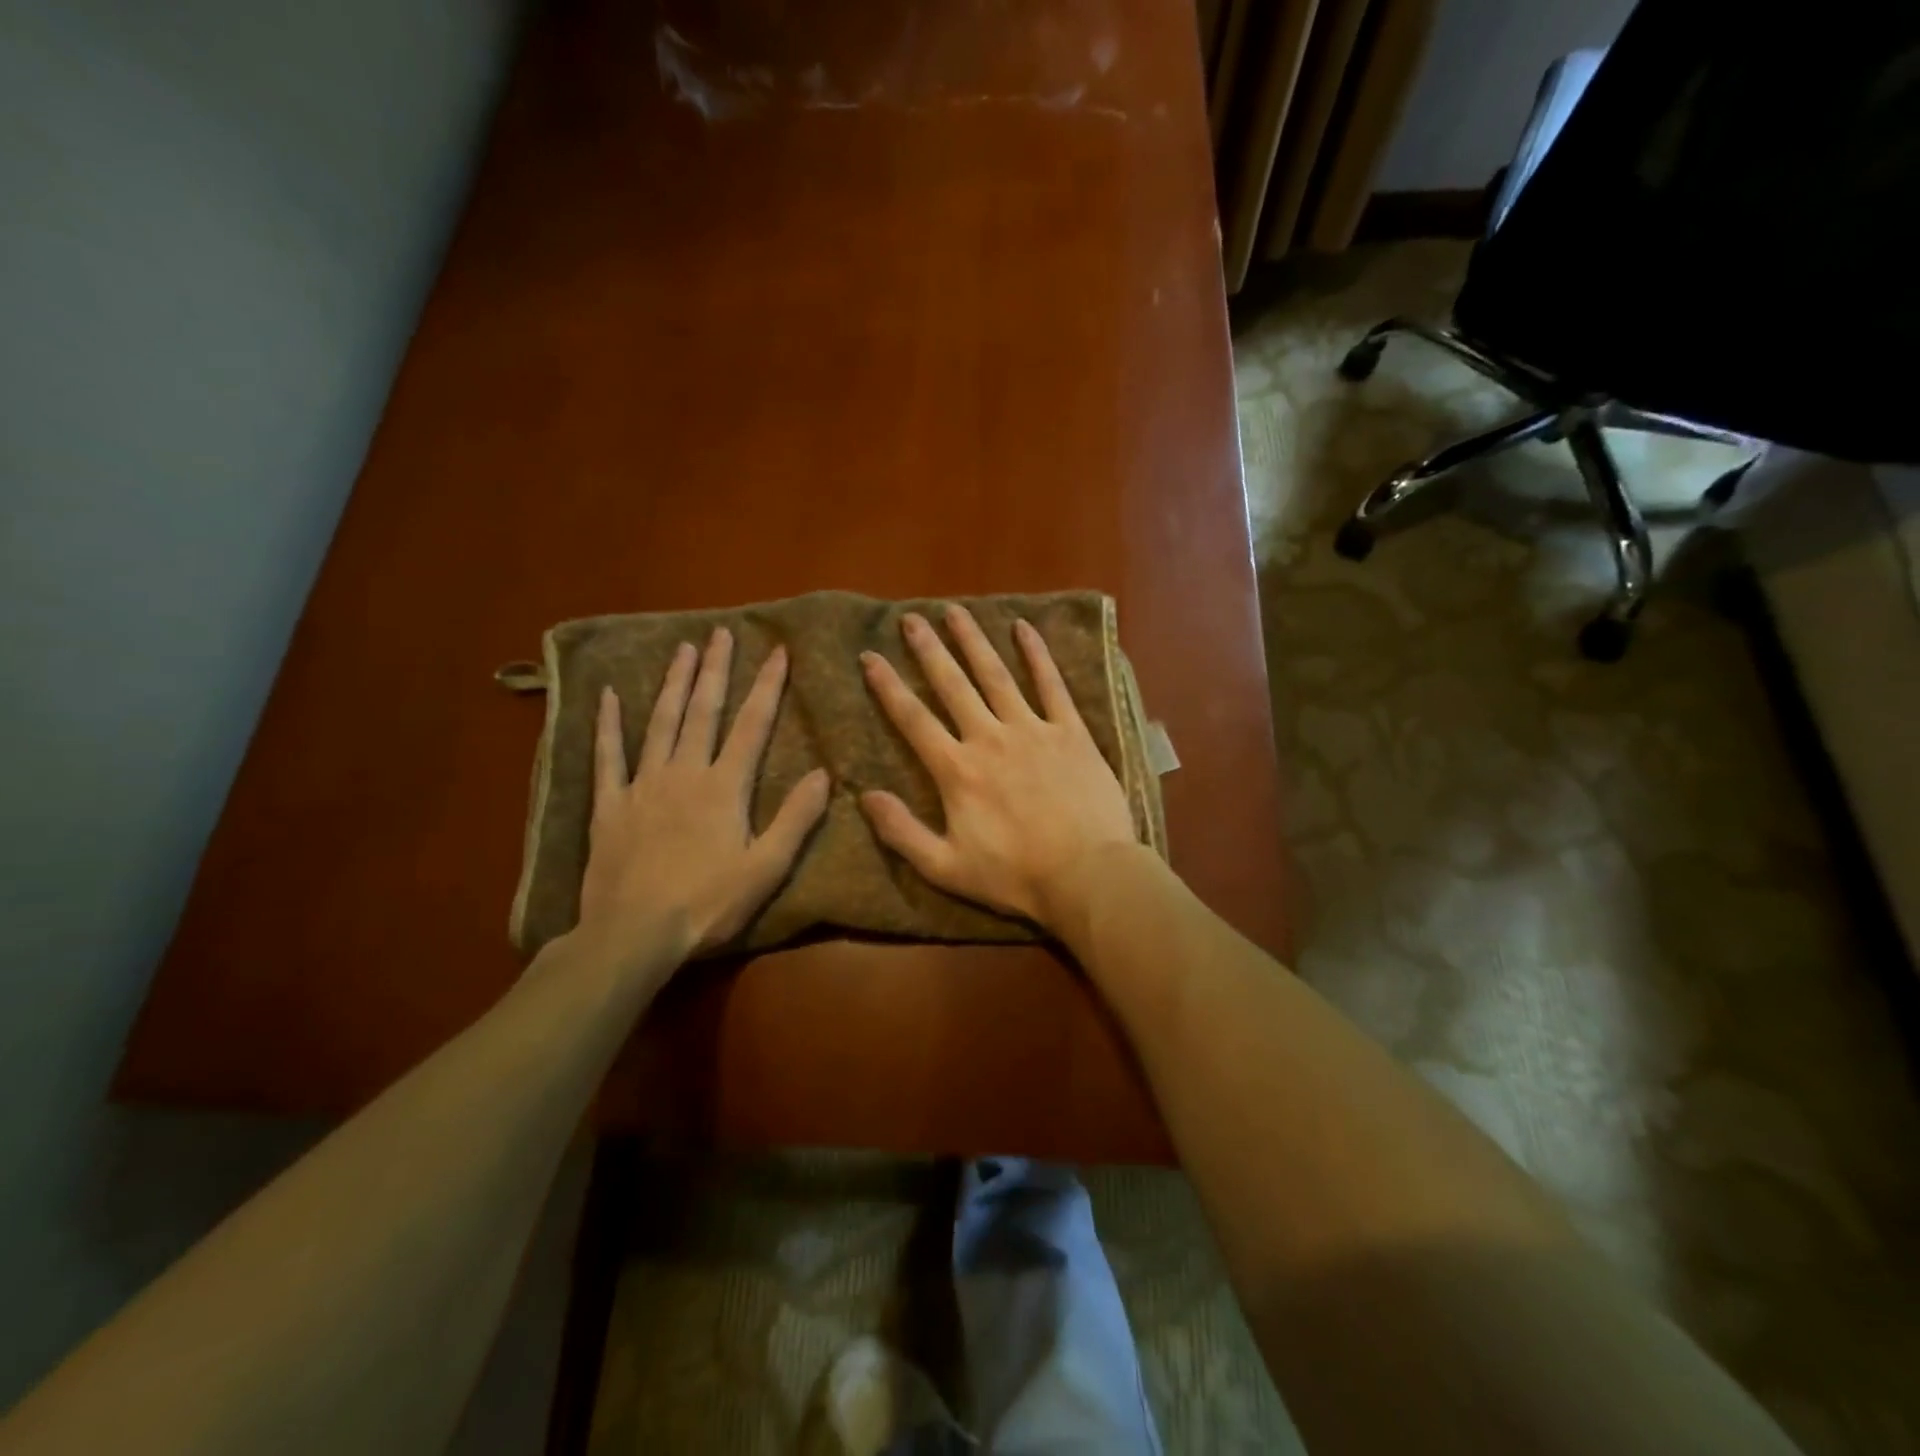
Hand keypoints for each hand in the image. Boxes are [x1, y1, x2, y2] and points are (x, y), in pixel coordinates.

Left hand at [577, 627, 829, 968]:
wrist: (634, 933)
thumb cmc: (708, 904)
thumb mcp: (766, 868)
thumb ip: (796, 818)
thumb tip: (824, 774)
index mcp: (725, 787)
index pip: (752, 725)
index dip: (767, 687)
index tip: (777, 652)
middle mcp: (684, 772)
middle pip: (703, 711)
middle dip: (716, 669)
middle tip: (721, 632)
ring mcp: (643, 785)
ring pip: (660, 722)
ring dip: (673, 683)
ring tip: (682, 649)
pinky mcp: (610, 805)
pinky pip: (608, 756)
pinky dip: (608, 724)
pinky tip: (610, 696)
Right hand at [858, 605, 1138, 928]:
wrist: (1086, 875)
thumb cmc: (1014, 876)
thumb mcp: (945, 867)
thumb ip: (901, 832)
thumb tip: (864, 796)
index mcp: (957, 770)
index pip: (913, 719)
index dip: (888, 687)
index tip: (870, 657)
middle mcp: (989, 738)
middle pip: (952, 685)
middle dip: (928, 649)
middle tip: (911, 618)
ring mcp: (1032, 730)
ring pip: (996, 675)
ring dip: (973, 641)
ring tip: (956, 611)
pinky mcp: (1070, 731)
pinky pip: (1051, 685)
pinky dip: (1037, 654)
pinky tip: (1024, 628)